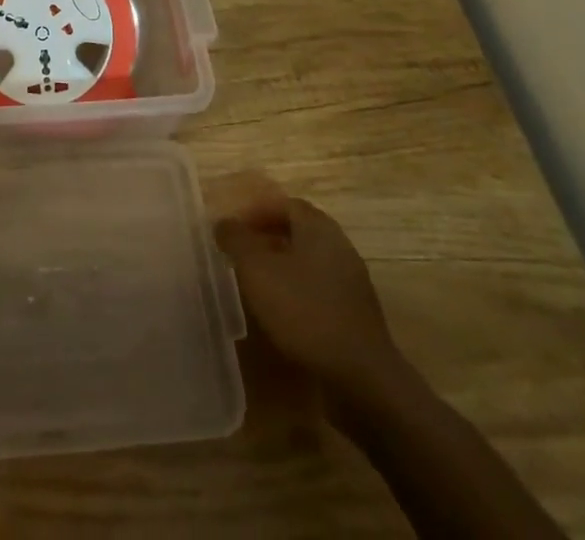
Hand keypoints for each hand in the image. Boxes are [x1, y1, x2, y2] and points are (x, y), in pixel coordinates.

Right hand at [215, 189, 407, 419]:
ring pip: (309, 264)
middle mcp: (339, 249)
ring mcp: (351, 285)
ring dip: (282, 268)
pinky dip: (297, 295)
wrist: (361, 379)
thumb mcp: (257, 269)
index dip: (257, 212)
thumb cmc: (304, 311)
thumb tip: (223, 223)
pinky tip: (280, 315)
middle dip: (267, 239)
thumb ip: (236, 240)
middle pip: (299, 233)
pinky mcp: (355, 318)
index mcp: (319, 229)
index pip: (286, 204)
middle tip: (240, 254)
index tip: (233, 229)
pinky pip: (320, 292)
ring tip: (255, 285)